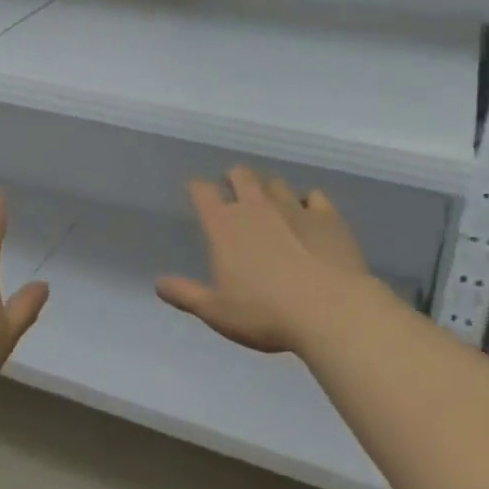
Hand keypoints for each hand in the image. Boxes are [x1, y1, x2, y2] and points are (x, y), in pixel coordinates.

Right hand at [156, 168, 382, 354]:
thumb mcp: (216, 312)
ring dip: (268, 189)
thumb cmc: (265, 314)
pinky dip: (306, 201)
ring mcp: (293, 207)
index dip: (196, 188)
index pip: (201, 191)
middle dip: (233, 178)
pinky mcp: (327, 216)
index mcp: (223, 226)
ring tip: (269, 204)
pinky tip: (308, 214)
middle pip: (240, 175)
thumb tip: (158, 284)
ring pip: (275, 183)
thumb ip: (186, 295)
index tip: (195, 192)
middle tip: (232, 192)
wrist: (330, 311)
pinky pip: (313, 196)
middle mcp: (255, 207)